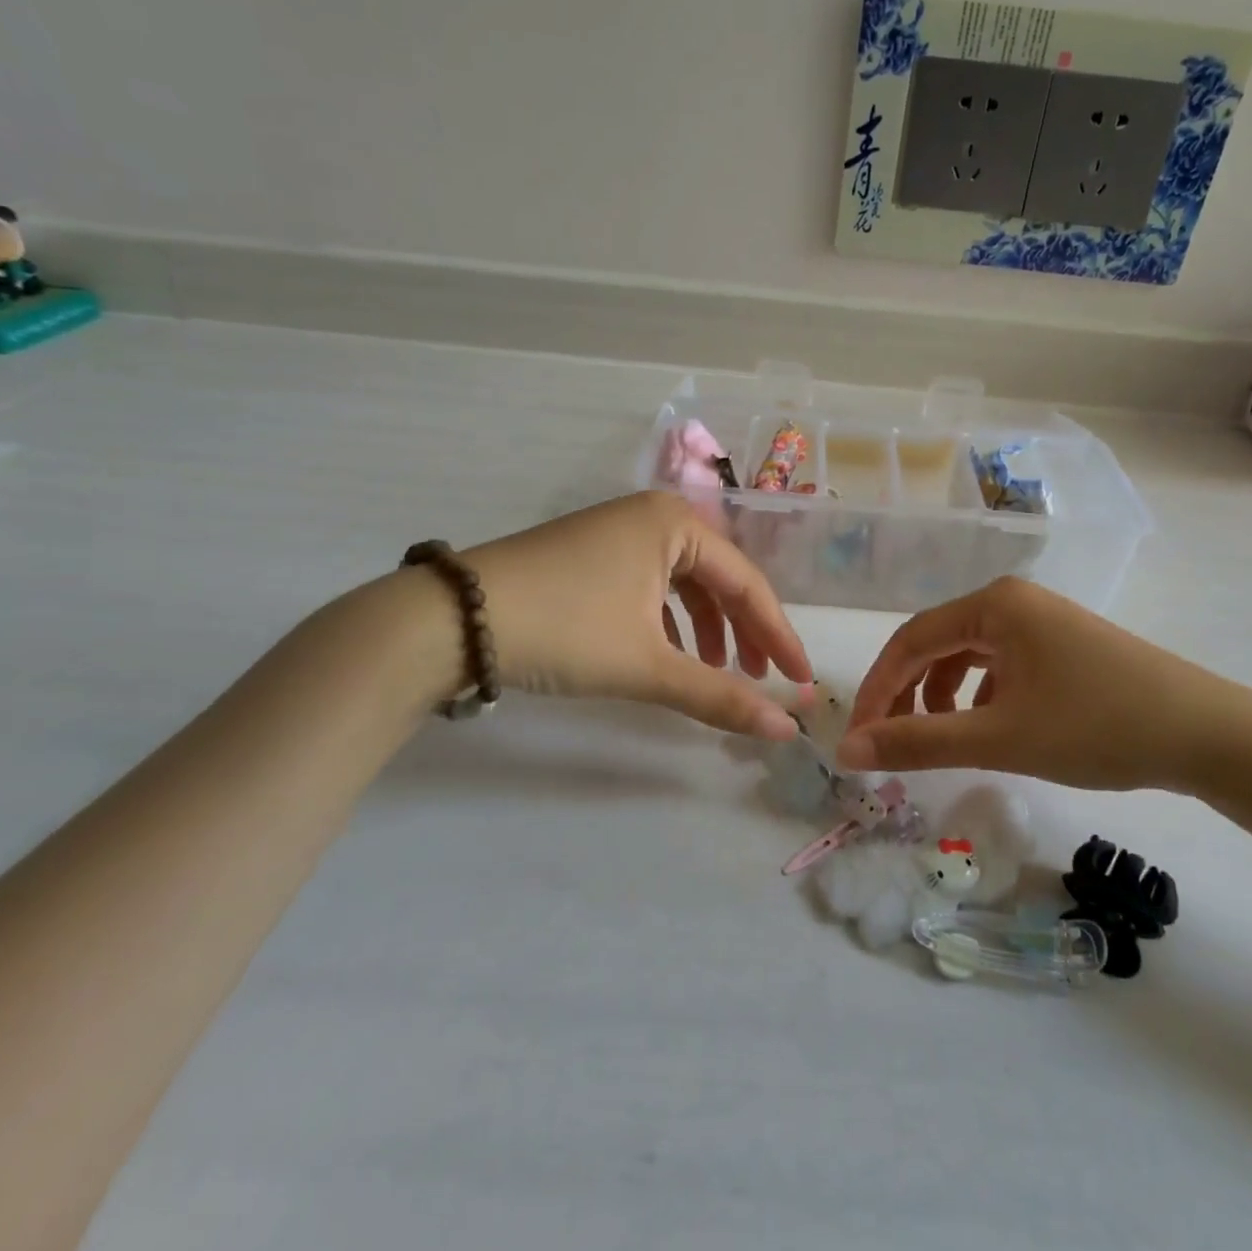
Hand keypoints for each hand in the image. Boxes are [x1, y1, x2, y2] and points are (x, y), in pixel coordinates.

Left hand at [463, 492, 810, 737]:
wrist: (449, 621)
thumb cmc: (564, 630)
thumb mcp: (647, 665)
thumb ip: (720, 698)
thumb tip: (785, 733)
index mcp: (674, 524)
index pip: (748, 584)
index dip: (779, 637)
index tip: (801, 683)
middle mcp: (650, 517)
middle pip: (718, 581)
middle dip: (744, 633)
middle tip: (762, 681)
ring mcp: (616, 533)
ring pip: (683, 585)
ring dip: (707, 630)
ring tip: (715, 673)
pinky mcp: (589, 556)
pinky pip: (650, 586)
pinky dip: (668, 623)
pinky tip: (667, 655)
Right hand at [838, 577, 1251, 795]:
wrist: (1211, 735)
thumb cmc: (1098, 727)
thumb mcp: (999, 738)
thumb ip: (918, 743)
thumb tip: (847, 750)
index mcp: (993, 604)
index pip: (910, 642)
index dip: (877, 691)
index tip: (858, 739)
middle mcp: (1013, 600)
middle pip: (937, 644)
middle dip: (908, 695)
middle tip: (889, 744)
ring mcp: (1042, 620)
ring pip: (968, 655)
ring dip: (942, 696)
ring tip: (940, 739)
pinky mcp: (1064, 645)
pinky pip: (1001, 663)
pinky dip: (980, 695)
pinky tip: (990, 727)